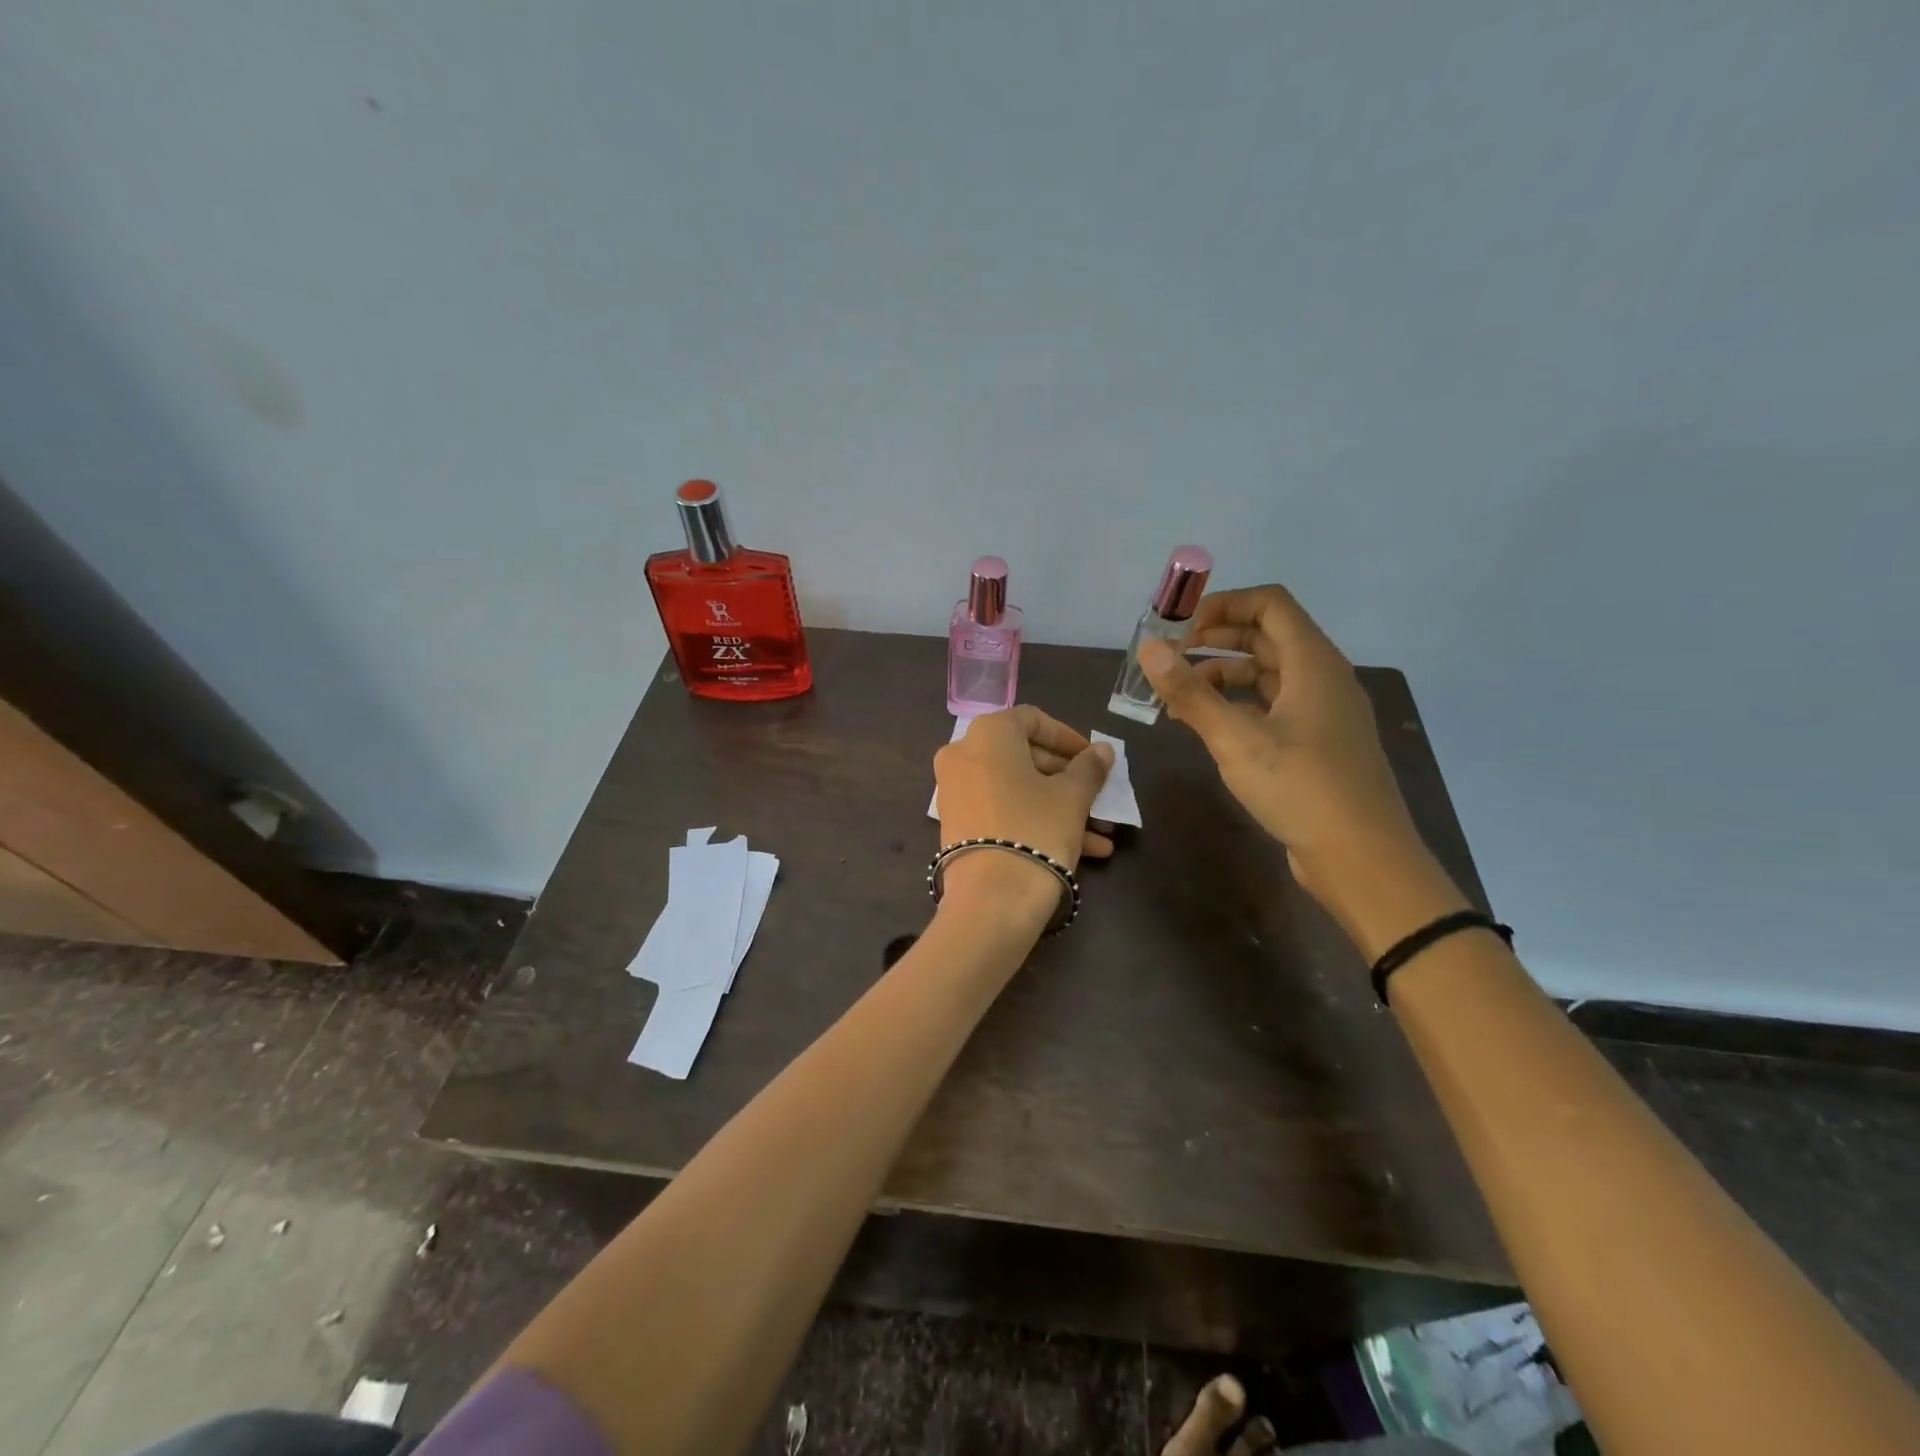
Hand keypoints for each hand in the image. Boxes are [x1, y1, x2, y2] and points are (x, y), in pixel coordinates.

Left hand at [933, 707, 1114, 920]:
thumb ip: (1089, 768)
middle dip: (1065, 776)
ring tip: (1099, 831)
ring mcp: (955, 792)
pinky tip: (1081, 849)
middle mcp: (963, 755)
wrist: (991, 899)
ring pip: (1016, 789)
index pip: (1032, 720)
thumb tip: (1102, 750)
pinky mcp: (957, 826)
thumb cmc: (1036, 828)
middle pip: (1022, 755)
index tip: (1093, 758)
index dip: (1067, 737)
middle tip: (1096, 793)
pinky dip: (1035, 821)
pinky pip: (1002, 811)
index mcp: (988, 734)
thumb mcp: (1072, 796)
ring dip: (1057, 805)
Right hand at [1137, 585, 1465, 954]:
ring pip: (1268, 674)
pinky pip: (1273, 706)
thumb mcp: (1236, 739)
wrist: (1362, 858)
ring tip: (1178, 697)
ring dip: (1223, 675)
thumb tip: (1148, 649)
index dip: (1223, 605)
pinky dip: (1238, 705)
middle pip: (1267, 636)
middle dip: (1216, 640)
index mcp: (1313, 662)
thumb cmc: (1301, 788)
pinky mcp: (1317, 743)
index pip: (1270, 604)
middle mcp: (1323, 678)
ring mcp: (1322, 712)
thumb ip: (1190, 692)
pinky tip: (1207, 726)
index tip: (1180, 627)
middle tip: (1169, 659)